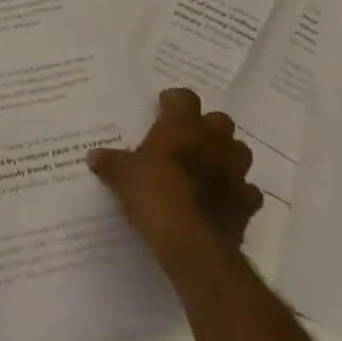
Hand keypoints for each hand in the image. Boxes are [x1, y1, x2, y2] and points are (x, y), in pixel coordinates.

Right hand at [89, 88, 262, 280]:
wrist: (193, 243)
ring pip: (239, 151)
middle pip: (219, 120)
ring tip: (207, 167)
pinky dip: (237, 192)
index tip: (162, 109)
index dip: (174, 102)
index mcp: (182, 126)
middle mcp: (213, 141)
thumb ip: (111, 163)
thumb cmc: (154, 194)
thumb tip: (93, 156)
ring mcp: (235, 171)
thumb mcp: (122, 176)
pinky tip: (222, 200)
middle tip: (186, 139)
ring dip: (226, 155)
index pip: (184, 97)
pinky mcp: (247, 202)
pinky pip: (247, 190)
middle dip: (206, 127)